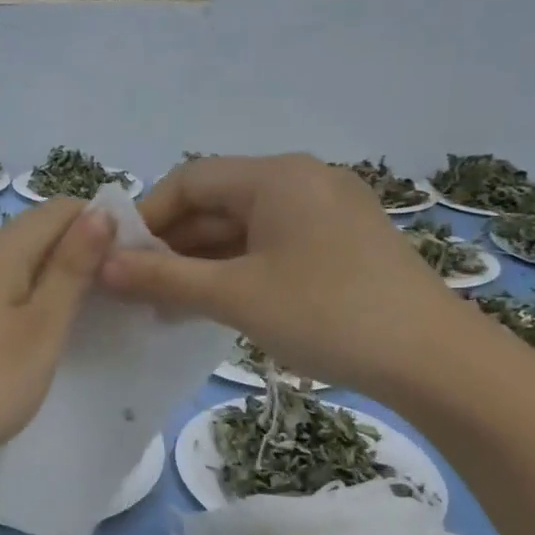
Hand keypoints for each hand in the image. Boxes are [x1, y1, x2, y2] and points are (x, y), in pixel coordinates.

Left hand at [0, 198, 114, 472]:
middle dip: (74, 253)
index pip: (59, 209)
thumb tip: (99, 211)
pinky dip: (15, 299)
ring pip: (8, 263)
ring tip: (74, 318)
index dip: (98, 225)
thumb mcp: (44, 325)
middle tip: (109, 297)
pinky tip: (25, 335)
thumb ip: (72, 267)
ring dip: (45, 278)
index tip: (126, 264)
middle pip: (32, 233)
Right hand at [99, 153, 469, 392]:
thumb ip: (164, 278)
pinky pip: (272, 246)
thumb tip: (102, 267)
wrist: (432, 358)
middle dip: (173, 246)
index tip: (120, 261)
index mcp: (277, 176)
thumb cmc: (325, 314)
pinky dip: (238, 271)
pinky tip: (216, 305)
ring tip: (168, 306)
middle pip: (217, 203)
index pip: (190, 180)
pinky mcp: (341, 244)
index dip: (148, 218)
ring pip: (243, 229)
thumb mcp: (234, 296)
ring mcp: (326, 212)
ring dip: (202, 263)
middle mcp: (302, 180)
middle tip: (138, 291)